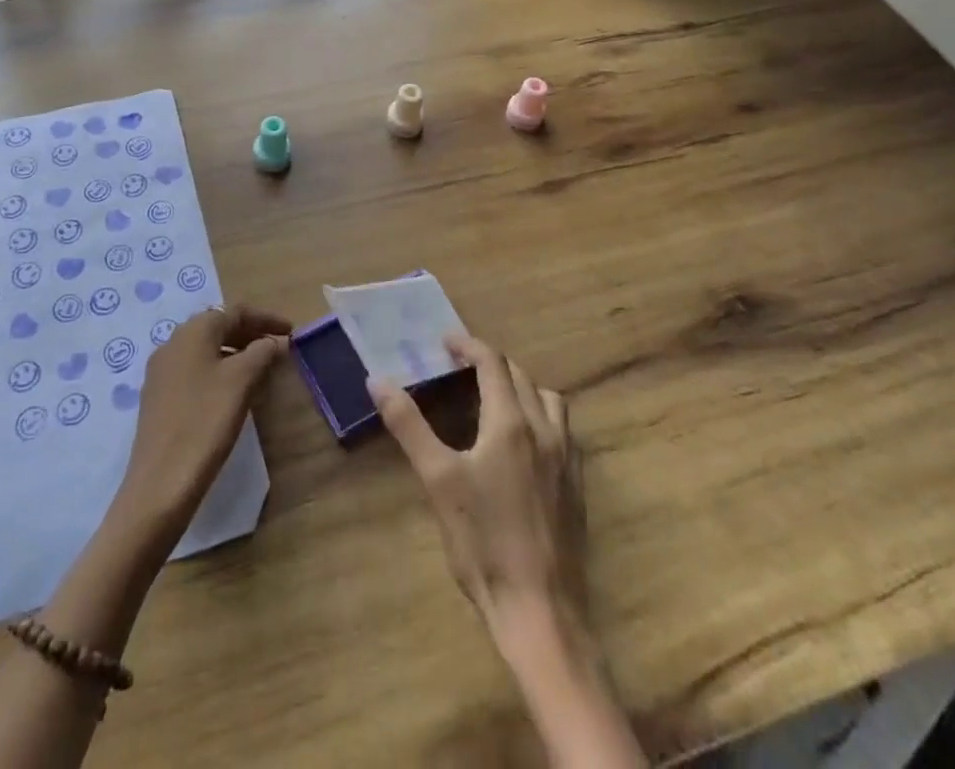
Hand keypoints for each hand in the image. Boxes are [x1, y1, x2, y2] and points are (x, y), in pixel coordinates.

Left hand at [115, 303, 290, 540]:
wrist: (161, 483)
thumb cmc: (206, 421)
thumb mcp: (241, 382)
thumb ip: (261, 353)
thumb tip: (271, 342)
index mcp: (193, 331)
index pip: (235, 311)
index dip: (266, 318)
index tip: (291, 331)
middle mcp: (173, 342)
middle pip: (218, 327)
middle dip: (250, 333)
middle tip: (277, 347)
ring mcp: (162, 371)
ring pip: (206, 349)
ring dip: (235, 352)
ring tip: (260, 368)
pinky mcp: (158, 397)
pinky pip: (194, 370)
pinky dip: (218, 371)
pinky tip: (232, 391)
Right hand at [370, 335, 587, 632]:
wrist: (540, 611)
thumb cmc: (483, 542)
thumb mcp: (437, 480)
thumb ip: (409, 425)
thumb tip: (378, 380)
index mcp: (511, 423)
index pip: (493, 363)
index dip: (468, 346)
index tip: (446, 342)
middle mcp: (545, 430)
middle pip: (520, 377)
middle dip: (491, 364)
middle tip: (461, 368)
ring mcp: (567, 459)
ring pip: (548, 400)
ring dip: (521, 387)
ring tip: (495, 399)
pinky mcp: (577, 486)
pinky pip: (563, 431)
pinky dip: (541, 417)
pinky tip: (524, 443)